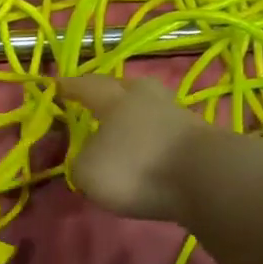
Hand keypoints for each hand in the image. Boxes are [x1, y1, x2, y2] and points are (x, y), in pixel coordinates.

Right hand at [59, 74, 216, 224]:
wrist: (206, 178)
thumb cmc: (136, 167)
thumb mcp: (89, 171)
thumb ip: (81, 160)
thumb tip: (90, 155)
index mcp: (114, 100)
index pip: (86, 87)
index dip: (69, 87)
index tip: (56, 85)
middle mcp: (146, 99)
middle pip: (126, 87)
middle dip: (110, 92)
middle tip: (99, 100)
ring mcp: (178, 115)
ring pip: (150, 107)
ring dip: (136, 115)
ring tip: (124, 129)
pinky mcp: (199, 137)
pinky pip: (166, 130)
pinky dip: (154, 137)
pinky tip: (148, 149)